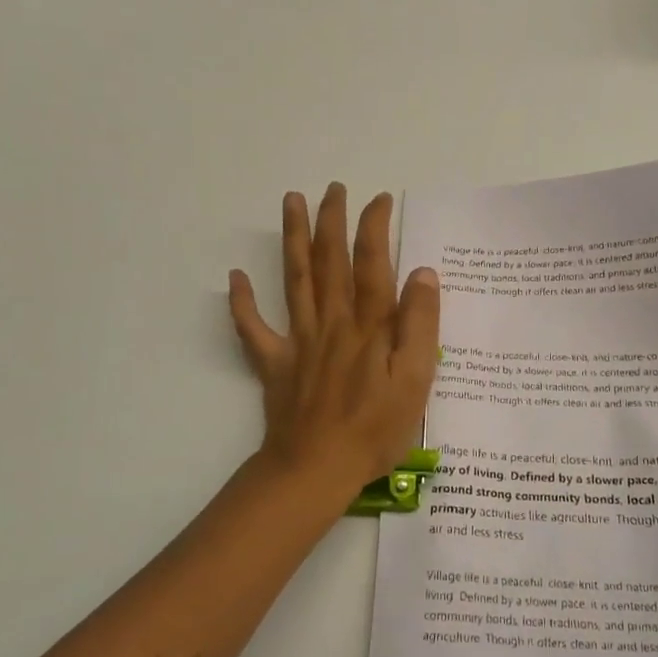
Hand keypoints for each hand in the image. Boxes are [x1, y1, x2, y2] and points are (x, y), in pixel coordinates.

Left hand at [228, 184, 439, 501]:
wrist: (317, 468)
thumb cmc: (376, 428)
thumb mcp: (417, 378)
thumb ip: (420, 324)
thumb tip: (422, 274)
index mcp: (370, 324)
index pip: (374, 262)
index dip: (375, 226)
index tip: (378, 199)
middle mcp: (333, 320)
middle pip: (330, 260)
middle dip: (332, 220)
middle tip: (333, 188)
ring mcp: (299, 339)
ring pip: (295, 278)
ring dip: (293, 238)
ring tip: (292, 202)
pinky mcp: (275, 363)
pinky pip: (253, 328)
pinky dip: (242, 302)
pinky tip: (235, 276)